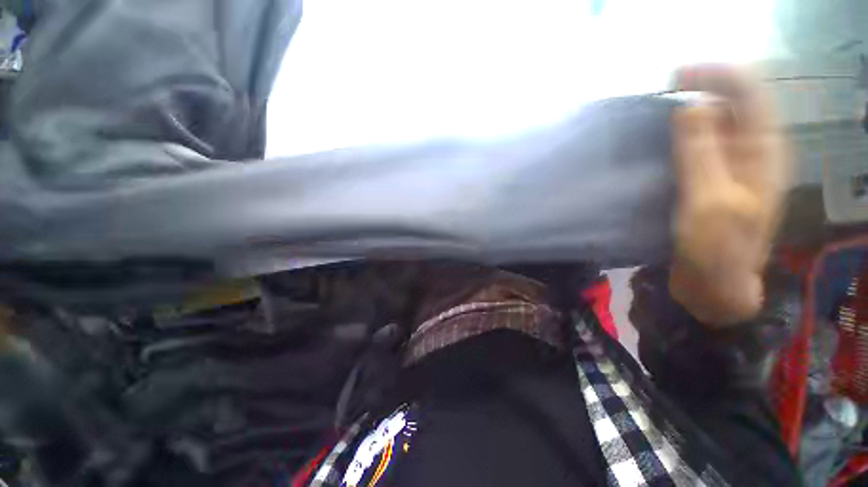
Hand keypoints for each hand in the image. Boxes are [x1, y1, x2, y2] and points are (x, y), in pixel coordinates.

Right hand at [669, 66, 789, 325]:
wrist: (714, 286)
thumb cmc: (716, 249)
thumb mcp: (710, 200)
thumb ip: (702, 153)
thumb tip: (688, 107)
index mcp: (763, 154)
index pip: (748, 95)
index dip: (716, 76)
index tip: (675, 77)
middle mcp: (752, 154)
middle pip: (731, 106)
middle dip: (700, 92)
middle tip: (659, 97)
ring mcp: (731, 169)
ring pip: (714, 127)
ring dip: (687, 116)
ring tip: (655, 118)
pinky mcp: (711, 182)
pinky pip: (699, 148)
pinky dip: (680, 139)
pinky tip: (660, 145)